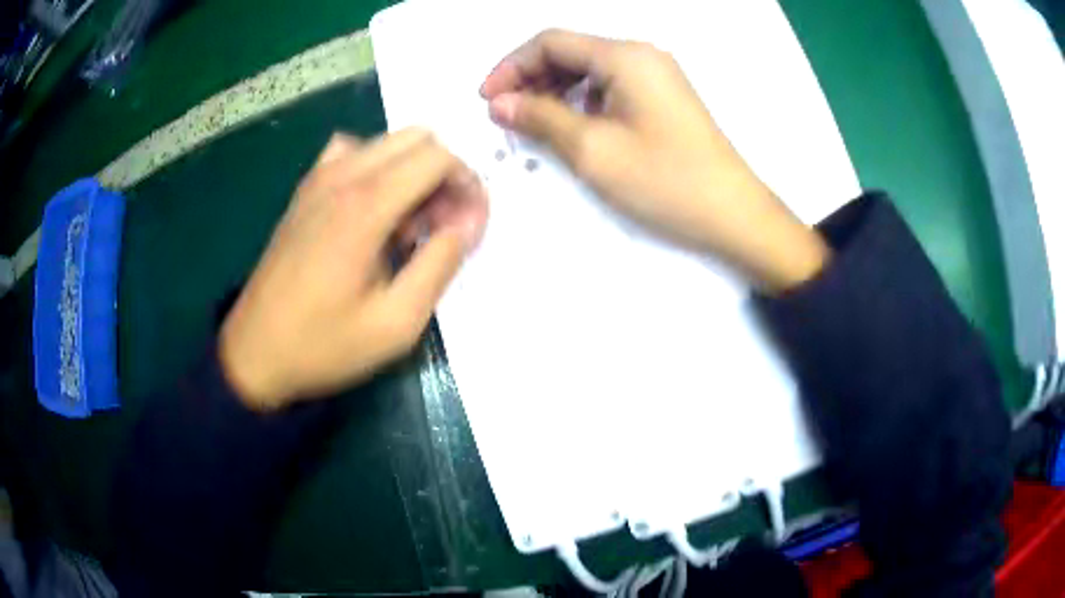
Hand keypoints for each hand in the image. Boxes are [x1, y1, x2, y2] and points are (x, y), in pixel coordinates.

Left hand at [219, 129, 487, 410]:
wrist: (254, 352)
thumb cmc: (324, 345)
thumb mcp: (396, 323)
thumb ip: (440, 264)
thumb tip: (469, 223)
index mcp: (365, 205)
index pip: (439, 157)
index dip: (468, 184)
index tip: (470, 227)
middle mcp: (342, 175)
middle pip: (418, 139)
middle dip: (445, 175)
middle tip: (442, 228)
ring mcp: (318, 178)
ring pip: (387, 143)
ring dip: (413, 173)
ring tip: (408, 226)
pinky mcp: (305, 191)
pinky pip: (352, 153)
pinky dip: (377, 169)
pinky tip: (372, 211)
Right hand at [481, 30, 828, 291]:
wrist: (734, 215)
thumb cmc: (665, 181)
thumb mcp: (593, 150)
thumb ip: (540, 118)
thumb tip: (500, 103)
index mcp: (625, 56)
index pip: (551, 42)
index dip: (511, 66)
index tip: (486, 99)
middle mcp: (641, 56)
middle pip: (571, 52)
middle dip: (531, 79)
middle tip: (505, 116)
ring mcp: (656, 77)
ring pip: (589, 71)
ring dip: (554, 92)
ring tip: (531, 125)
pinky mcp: (663, 99)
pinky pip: (610, 88)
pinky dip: (581, 103)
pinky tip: (569, 127)